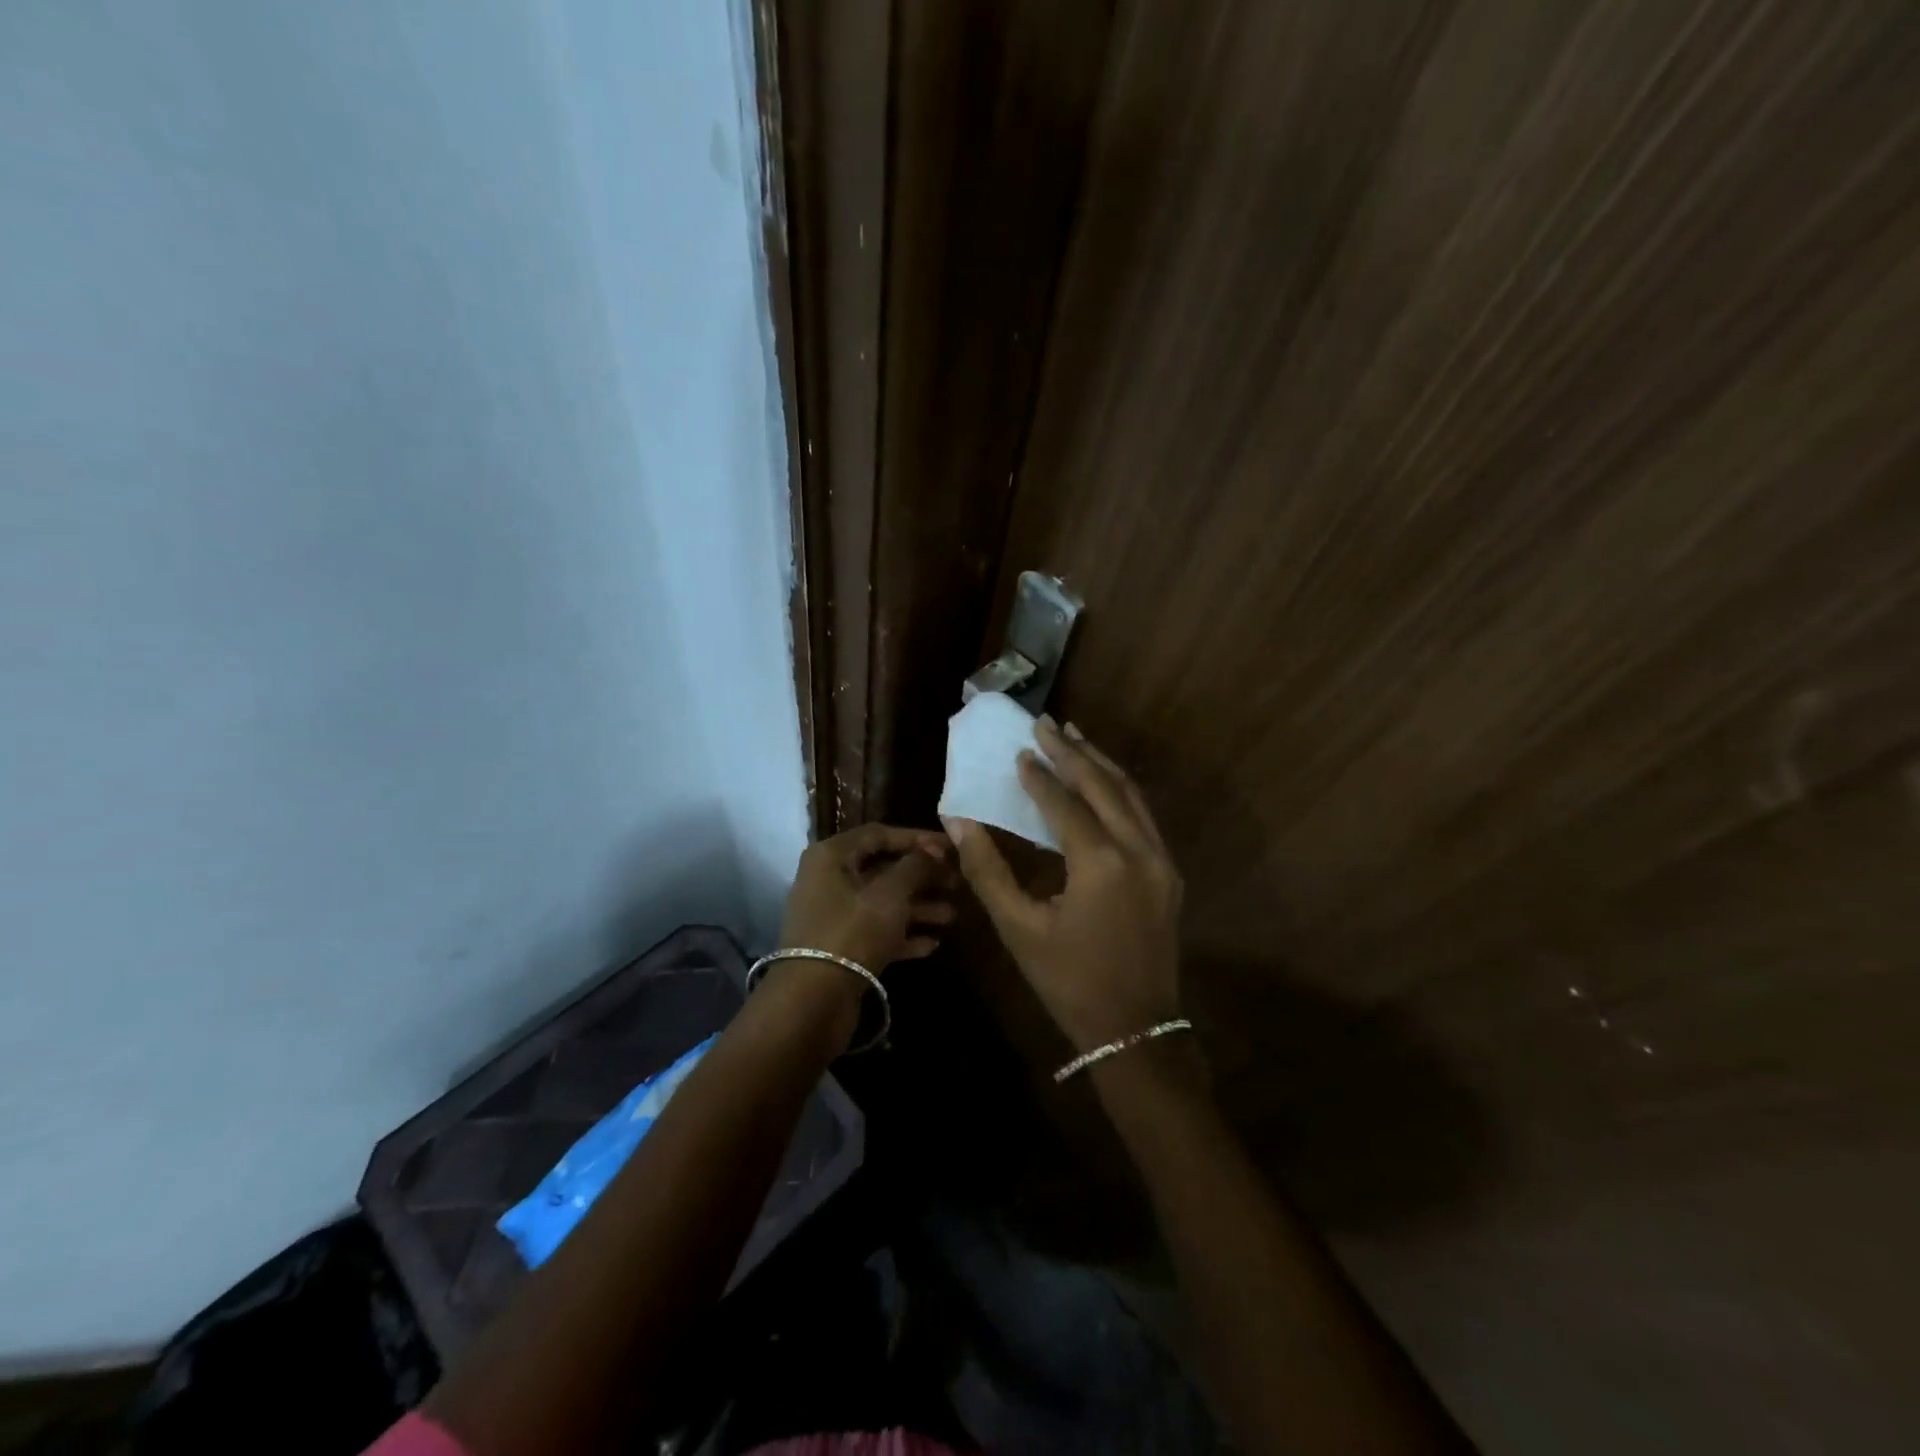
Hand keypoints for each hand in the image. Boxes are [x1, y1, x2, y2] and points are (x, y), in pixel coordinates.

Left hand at [779, 823, 956, 971]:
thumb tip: (933, 851)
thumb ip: (916, 866)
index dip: (917, 838)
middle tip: (957, 883)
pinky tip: (933, 944)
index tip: (950, 847)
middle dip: (922, 877)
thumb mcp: (891, 893)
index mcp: (832, 856)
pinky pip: (876, 932)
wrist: (813, 1001)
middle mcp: (829, 880)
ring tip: (953, 916)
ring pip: (882, 903)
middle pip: (883, 869)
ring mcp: (833, 916)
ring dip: (918, 908)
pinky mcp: (840, 948)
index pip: (879, 834)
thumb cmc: (853, 931)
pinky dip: (903, 934)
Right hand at [944, 719, 1183, 1050]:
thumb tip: (958, 822)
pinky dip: (1119, 791)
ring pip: (1131, 795)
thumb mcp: (1019, 928)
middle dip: (1073, 751)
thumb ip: (987, 870)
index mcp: (1100, 863)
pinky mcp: (1170, 874)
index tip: (1020, 750)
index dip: (1040, 775)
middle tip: (1046, 723)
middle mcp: (1139, 851)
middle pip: (1104, 785)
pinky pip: (1143, 816)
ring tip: (1075, 736)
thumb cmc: (1068, 981)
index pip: (1065, 803)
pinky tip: (1101, 782)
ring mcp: (1162, 861)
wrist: (1134, 1028)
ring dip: (1101, 764)